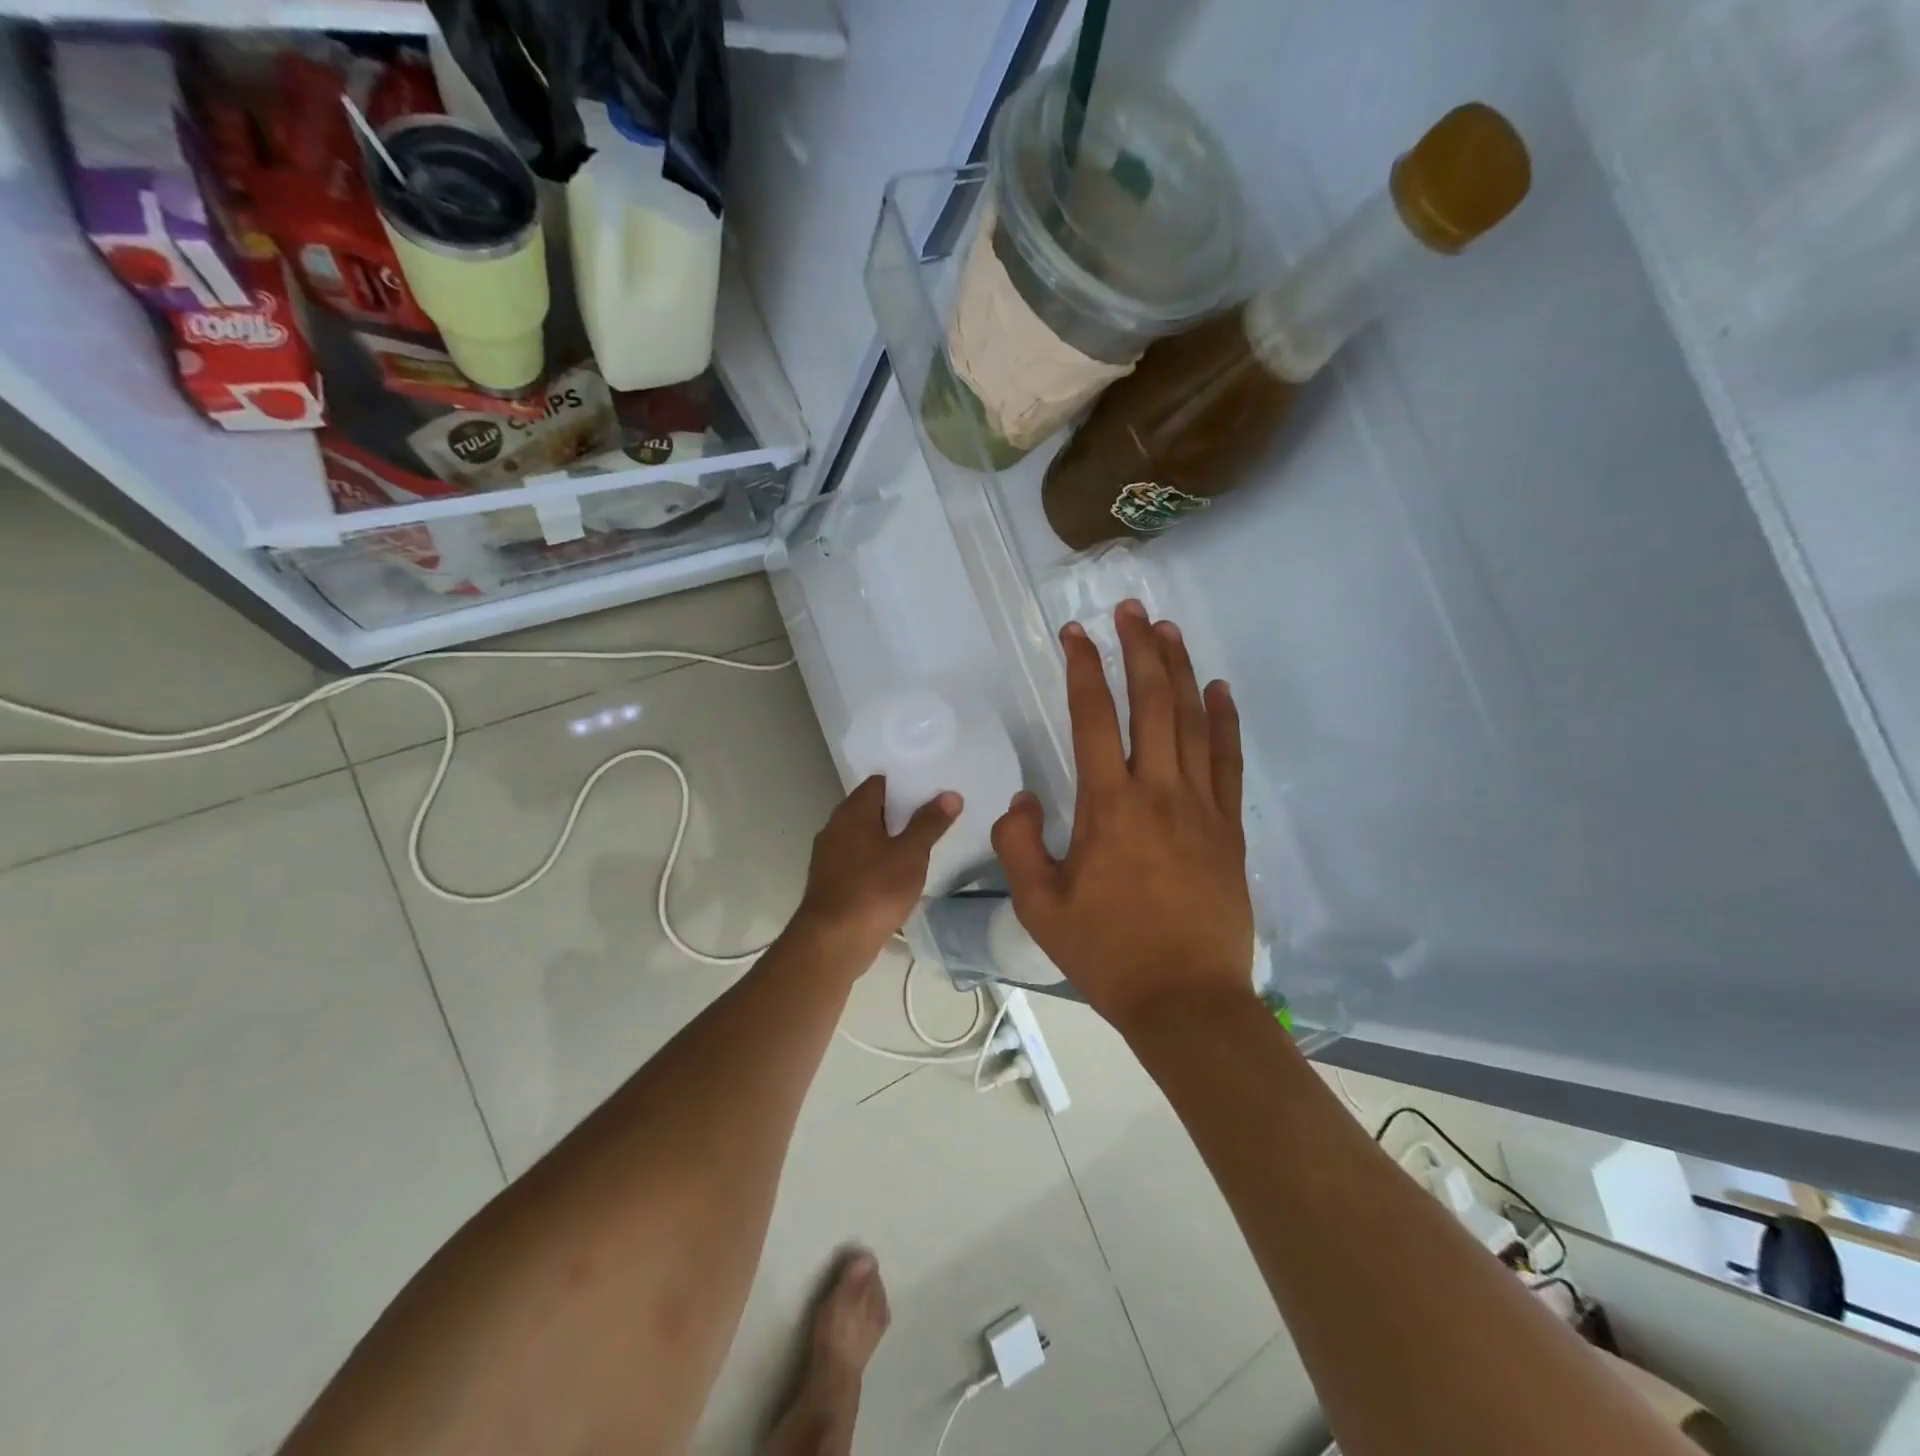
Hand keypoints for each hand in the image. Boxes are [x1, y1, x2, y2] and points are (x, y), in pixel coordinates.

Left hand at [793, 776, 958, 965]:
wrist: (832, 942)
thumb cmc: (874, 890)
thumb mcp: (910, 855)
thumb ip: (930, 823)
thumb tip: (950, 794)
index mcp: (853, 812)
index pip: (879, 782)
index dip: (905, 784)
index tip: (930, 792)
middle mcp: (835, 826)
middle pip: (871, 808)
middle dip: (899, 813)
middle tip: (932, 818)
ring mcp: (828, 855)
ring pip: (863, 836)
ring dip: (888, 839)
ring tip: (919, 846)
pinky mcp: (829, 881)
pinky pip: (857, 860)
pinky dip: (876, 861)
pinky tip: (896, 875)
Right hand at [991, 601, 1254, 1029]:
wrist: (1186, 1001)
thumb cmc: (1108, 954)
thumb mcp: (1039, 907)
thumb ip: (1019, 845)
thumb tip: (1024, 799)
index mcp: (1109, 807)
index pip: (1094, 718)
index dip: (1083, 669)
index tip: (1075, 634)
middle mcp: (1159, 792)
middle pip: (1152, 702)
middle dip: (1138, 649)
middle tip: (1129, 609)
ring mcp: (1202, 806)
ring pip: (1193, 720)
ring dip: (1180, 670)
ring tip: (1167, 630)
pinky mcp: (1229, 827)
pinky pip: (1229, 760)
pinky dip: (1225, 719)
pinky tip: (1219, 689)